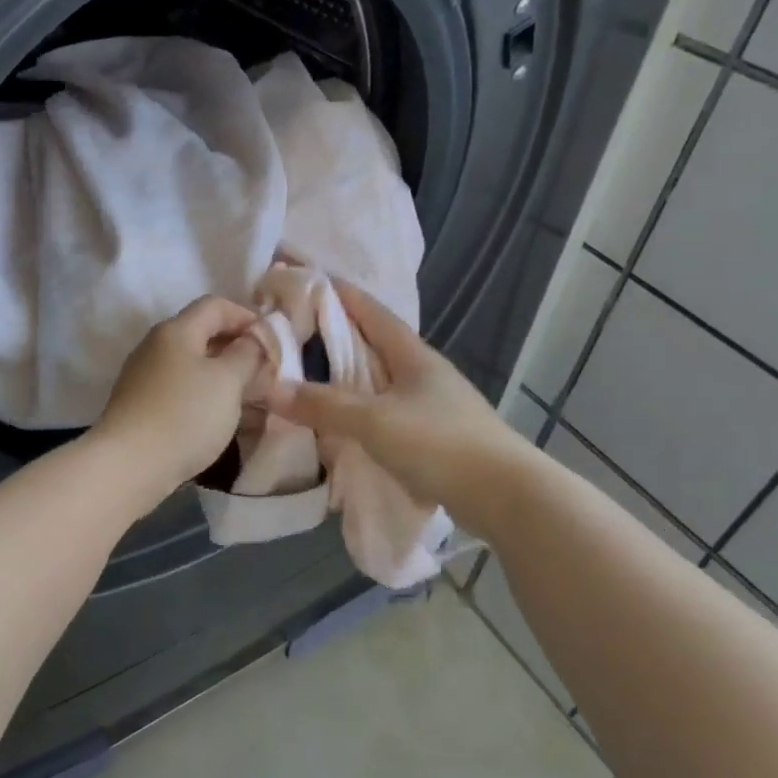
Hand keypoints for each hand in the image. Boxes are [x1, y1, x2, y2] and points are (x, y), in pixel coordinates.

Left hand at [90, 296, 265, 506]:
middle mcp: (155, 346)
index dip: (247, 317)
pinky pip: (179, 389)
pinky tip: (217, 418)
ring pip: (191, 365)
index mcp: (176, 330)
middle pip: (202, 334)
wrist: (129, 465)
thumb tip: (252, 340)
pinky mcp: (140, 404)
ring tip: (248, 398)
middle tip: (265, 373)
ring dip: (222, 376)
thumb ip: (246, 354)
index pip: (216, 305)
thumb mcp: (227, 381)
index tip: (272, 343)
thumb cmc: (185, 416)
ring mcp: (144, 376)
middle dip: (236, 349)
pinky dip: (203, 395)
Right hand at [265, 280, 518, 510]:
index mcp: (413, 355)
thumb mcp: (374, 421)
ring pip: (380, 382)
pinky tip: (343, 424)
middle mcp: (424, 373)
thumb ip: (324, 405)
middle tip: (295, 335)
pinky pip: (387, 413)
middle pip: (374, 345)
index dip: (339, 294)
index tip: (305, 283)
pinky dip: (361, 412)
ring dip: (348, 378)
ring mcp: (433, 405)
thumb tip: (273, 389)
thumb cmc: (439, 444)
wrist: (505, 495)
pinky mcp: (435, 436)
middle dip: (336, 337)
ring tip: (311, 380)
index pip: (371, 312)